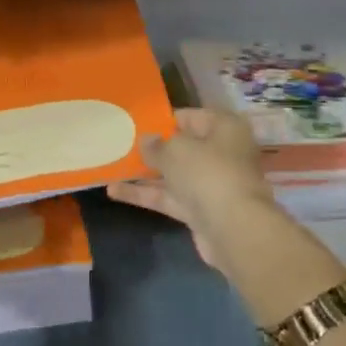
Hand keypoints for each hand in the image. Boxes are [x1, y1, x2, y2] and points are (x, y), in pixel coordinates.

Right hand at [106, 108, 275, 266]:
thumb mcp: (175, 150)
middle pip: (182, 147)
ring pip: (173, 174)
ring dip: (145, 172)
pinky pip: (169, 197)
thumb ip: (156, 145)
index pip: (190, 117)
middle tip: (121, 144)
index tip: (136, 123)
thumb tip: (146, 140)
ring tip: (111, 166)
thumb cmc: (207, 173)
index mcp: (224, 128)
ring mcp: (211, 184)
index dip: (163, 120)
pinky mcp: (200, 210)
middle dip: (154, 148)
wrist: (234, 229)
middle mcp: (221, 153)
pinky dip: (145, 194)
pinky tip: (114, 191)